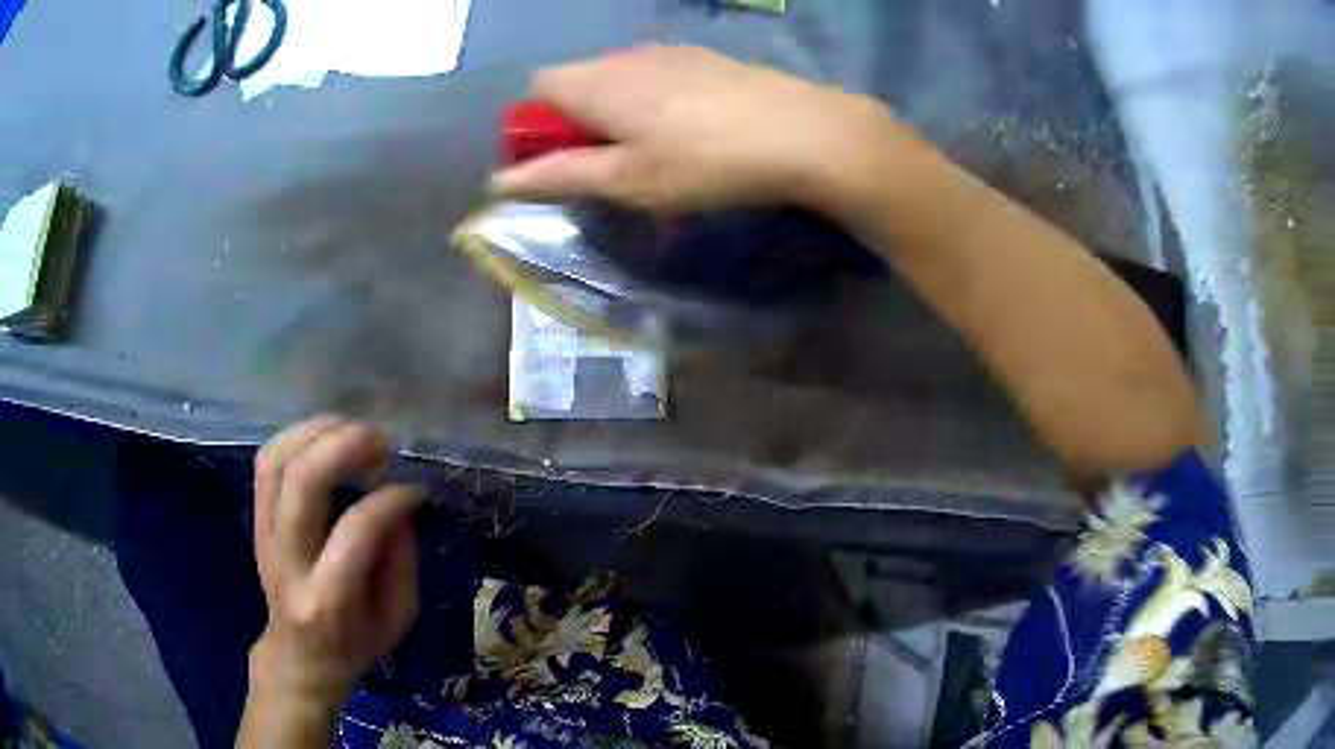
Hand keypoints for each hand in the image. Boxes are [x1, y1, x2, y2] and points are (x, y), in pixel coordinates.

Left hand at [248, 416, 423, 710]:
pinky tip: (325, 437)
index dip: (389, 500)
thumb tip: (398, 502)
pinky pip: (267, 463)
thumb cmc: (356, 641)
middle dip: (345, 446)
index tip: (414, 491)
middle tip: (381, 441)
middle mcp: (288, 562)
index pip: (355, 532)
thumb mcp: (398, 618)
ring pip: (278, 462)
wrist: (301, 653)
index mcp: (328, 599)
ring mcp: (265, 536)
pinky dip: (296, 437)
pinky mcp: (257, 519)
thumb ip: (402, 561)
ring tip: (353, 429)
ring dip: (317, 433)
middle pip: (303, 482)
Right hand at [490, 44, 896, 212]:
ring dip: (617, 112)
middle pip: (577, 80)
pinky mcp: (706, 58)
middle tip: (611, 166)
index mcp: (596, 81)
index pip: (536, 87)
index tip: (560, 160)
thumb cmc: (705, 162)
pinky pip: (658, 76)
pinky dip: (654, 101)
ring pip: (619, 78)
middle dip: (577, 121)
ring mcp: (670, 52)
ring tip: (656, 153)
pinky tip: (692, 131)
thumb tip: (498, 182)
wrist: (803, 132)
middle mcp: (625, 56)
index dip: (536, 124)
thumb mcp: (627, 180)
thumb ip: (559, 176)